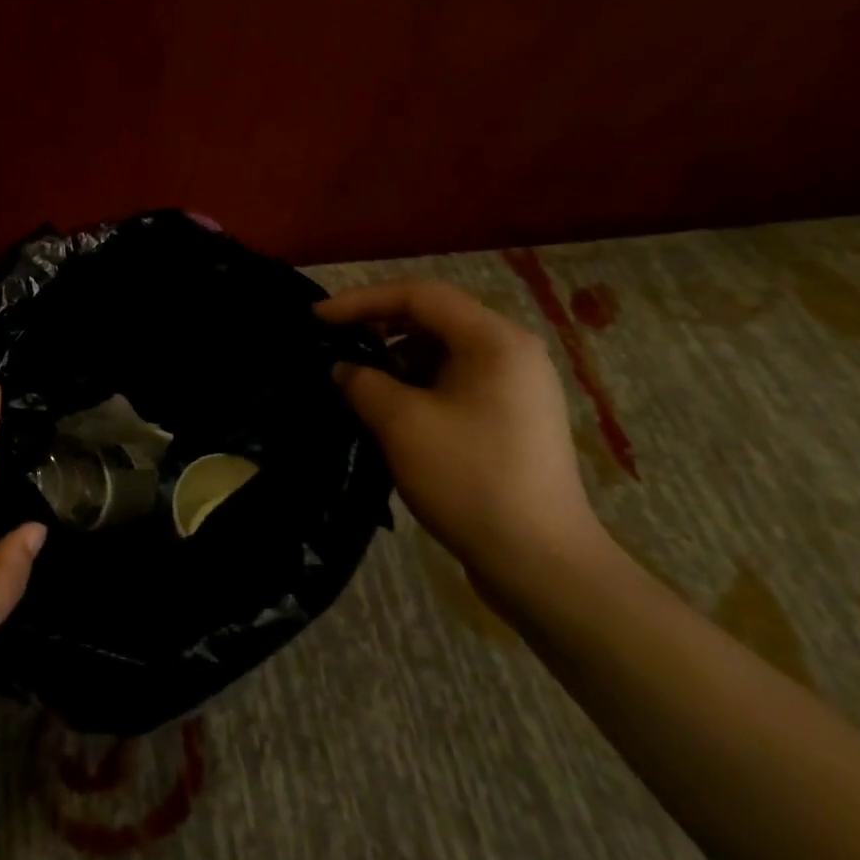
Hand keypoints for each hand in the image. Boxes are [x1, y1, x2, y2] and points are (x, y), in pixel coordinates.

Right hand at [316, 280, 603, 586]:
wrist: (542, 564)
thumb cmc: (470, 480)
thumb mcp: (401, 424)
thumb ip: (362, 382)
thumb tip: (343, 368)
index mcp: (494, 340)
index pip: (418, 295)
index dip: (361, 300)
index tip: (317, 318)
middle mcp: (512, 352)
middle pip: (434, 317)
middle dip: (378, 325)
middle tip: (336, 343)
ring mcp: (517, 386)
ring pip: (443, 350)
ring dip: (396, 356)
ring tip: (358, 378)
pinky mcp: (512, 417)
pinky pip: (456, 379)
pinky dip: (418, 382)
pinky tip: (391, 407)